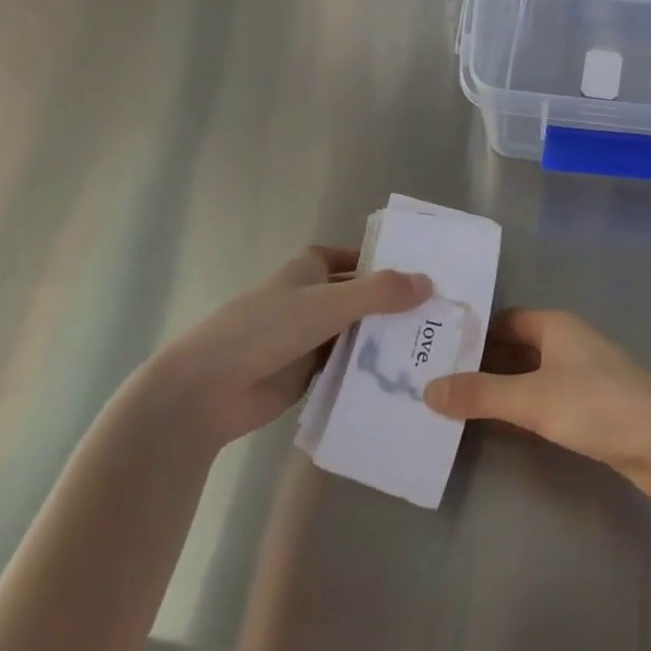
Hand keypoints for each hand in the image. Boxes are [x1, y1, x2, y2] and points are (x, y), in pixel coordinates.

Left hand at [153, 247, 430, 445]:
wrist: (207, 390)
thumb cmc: (265, 329)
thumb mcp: (327, 303)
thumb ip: (378, 293)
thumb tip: (428, 282)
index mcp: (310, 270)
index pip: (357, 259)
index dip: (387, 263)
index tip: (426, 274)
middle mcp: (312, 298)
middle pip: (361, 298)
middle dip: (394, 306)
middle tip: (443, 316)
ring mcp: (309, 338)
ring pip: (356, 334)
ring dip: (385, 340)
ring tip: (434, 348)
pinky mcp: (307, 374)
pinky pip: (346, 367)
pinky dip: (369, 370)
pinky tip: (404, 378)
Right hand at [424, 310, 650, 502]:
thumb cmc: (597, 405)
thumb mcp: (532, 399)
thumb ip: (480, 394)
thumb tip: (428, 390)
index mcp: (555, 325)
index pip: (504, 320)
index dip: (472, 333)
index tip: (435, 349)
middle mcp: (567, 343)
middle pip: (515, 346)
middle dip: (480, 363)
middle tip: (436, 379)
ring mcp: (581, 375)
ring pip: (529, 374)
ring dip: (499, 387)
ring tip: (455, 403)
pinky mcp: (590, 406)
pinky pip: (544, 398)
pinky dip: (520, 407)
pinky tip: (497, 424)